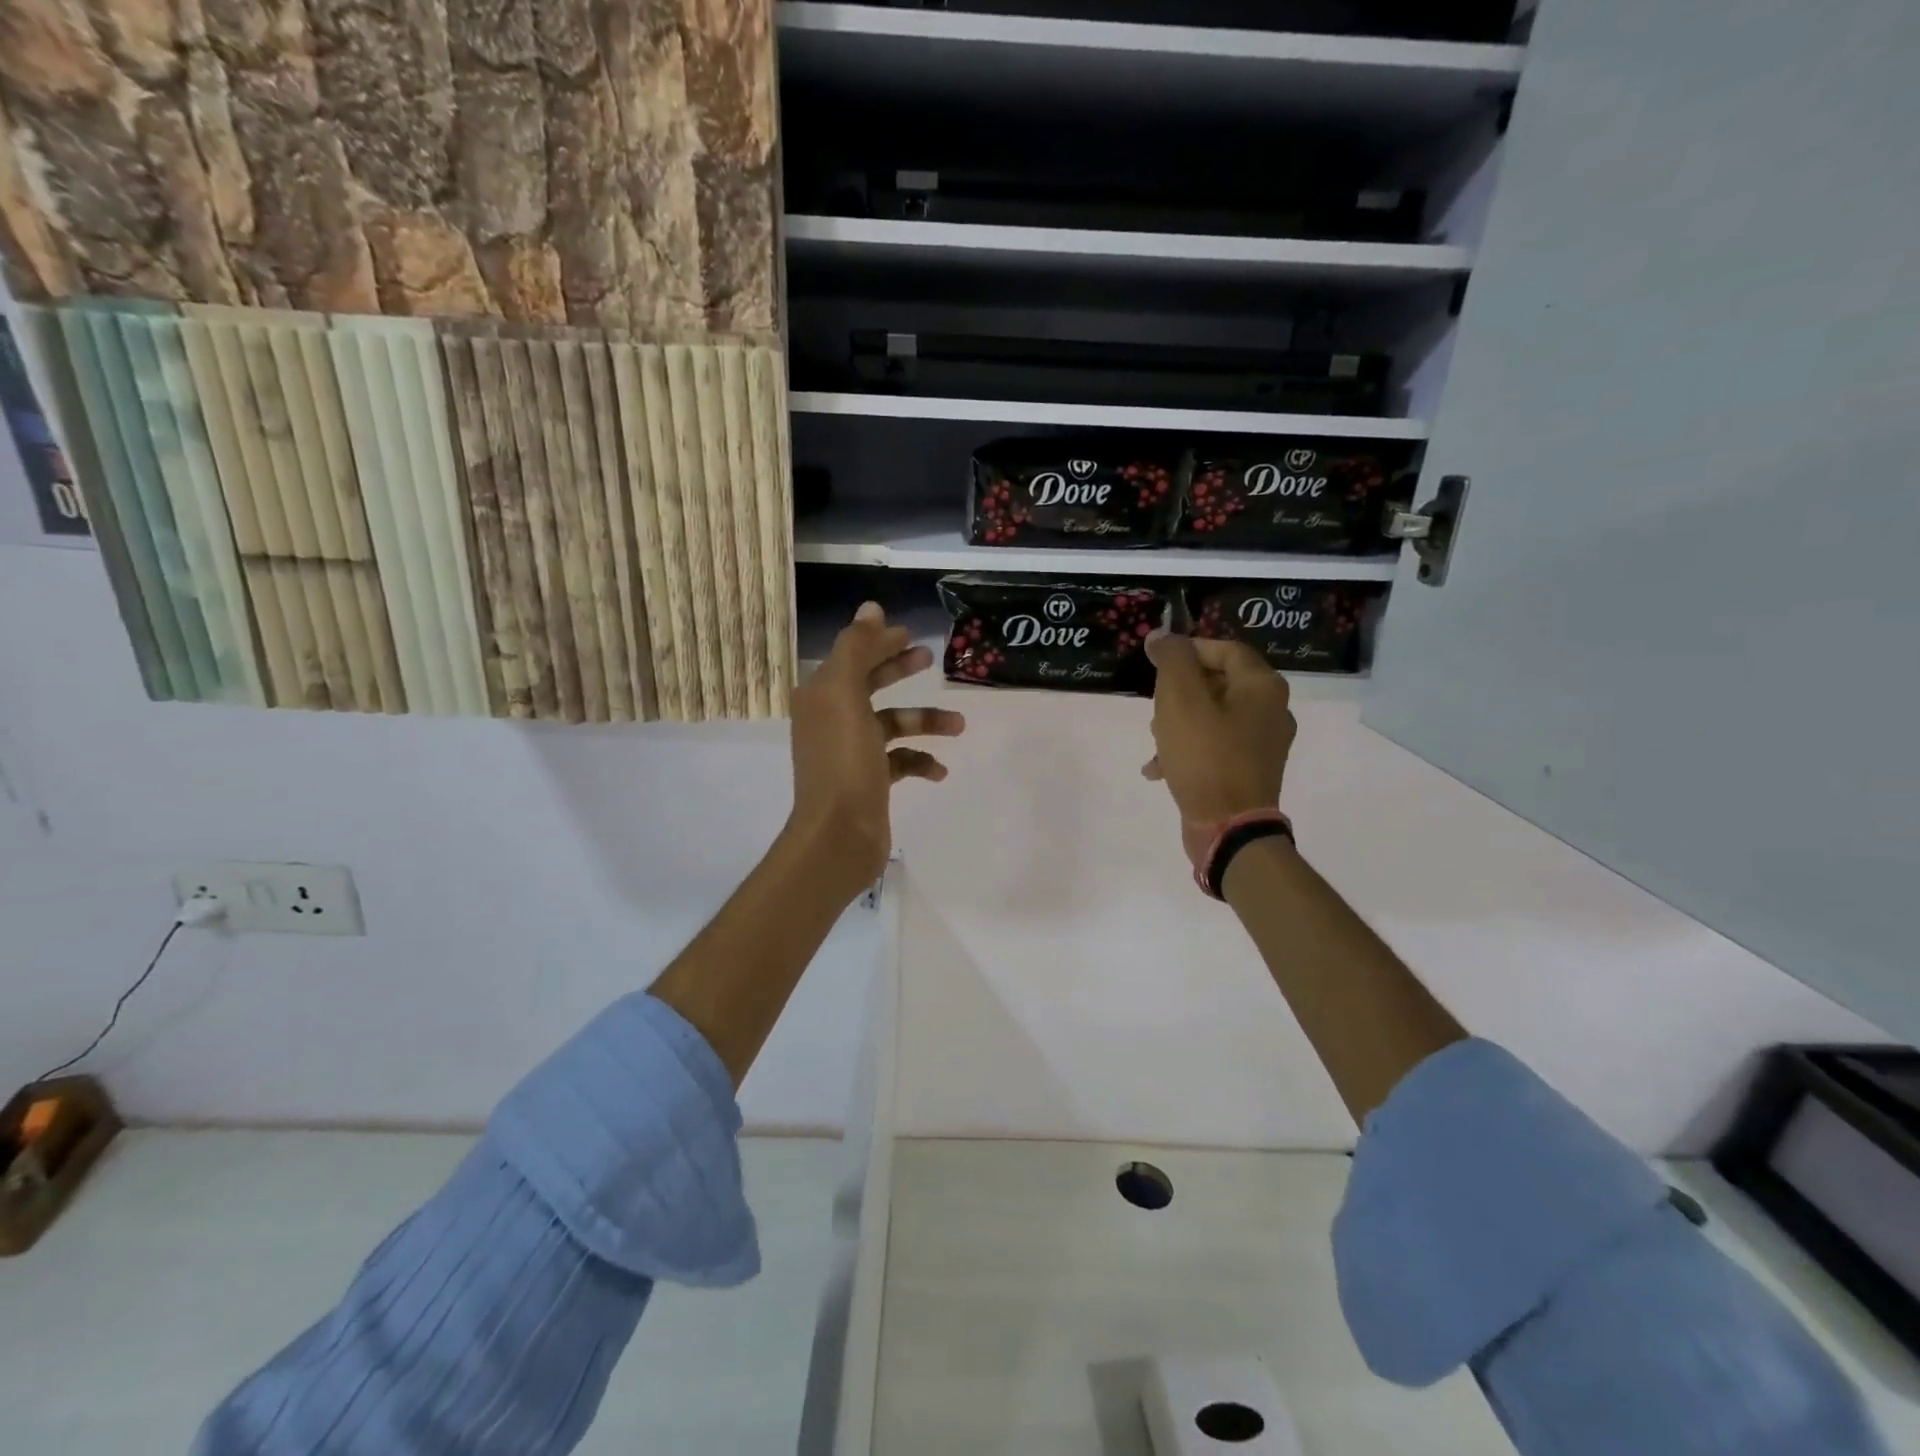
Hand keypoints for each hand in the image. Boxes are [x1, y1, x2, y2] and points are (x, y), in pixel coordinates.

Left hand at [787, 602, 965, 894]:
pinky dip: (920, 761)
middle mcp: (832, 719)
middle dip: (899, 669)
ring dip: (925, 721)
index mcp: (822, 696)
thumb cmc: (843, 761)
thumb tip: (871, 608)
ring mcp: (851, 752)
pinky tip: (939, 770)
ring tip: (959, 725)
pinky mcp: (869, 781)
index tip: (911, 634)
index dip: (878, 641)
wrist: (838, 835)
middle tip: (930, 658)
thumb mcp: (845, 695)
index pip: (851, 656)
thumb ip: (857, 648)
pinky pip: (900, 761)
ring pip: (892, 724)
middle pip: (869, 684)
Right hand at [1142, 633, 1294, 870]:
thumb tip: (1162, 636)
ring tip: (1154, 739)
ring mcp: (1262, 744)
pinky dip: (1187, 750)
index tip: (1156, 660)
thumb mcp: (1180, 700)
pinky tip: (1159, 768)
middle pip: (1219, 682)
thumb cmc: (1206, 756)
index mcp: (1262, 687)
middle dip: (1179, 691)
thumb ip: (1172, 660)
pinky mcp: (1249, 771)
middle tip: (1154, 705)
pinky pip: (1215, 747)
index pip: (1225, 648)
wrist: (1229, 828)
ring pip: (1213, 716)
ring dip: (1178, 722)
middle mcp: (1271, 710)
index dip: (1188, 649)